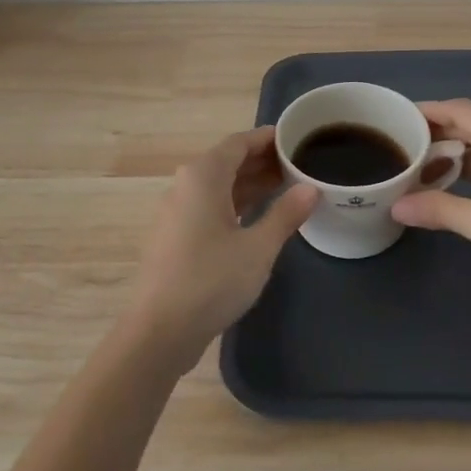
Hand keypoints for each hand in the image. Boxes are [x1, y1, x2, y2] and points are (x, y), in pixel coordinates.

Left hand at [124, 128, 317, 369]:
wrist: (159, 332)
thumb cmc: (211, 280)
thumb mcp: (258, 247)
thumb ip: (286, 214)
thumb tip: (311, 188)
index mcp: (203, 176)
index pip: (240, 142)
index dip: (269, 138)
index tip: (298, 138)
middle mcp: (187, 186)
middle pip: (229, 162)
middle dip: (264, 161)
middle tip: (301, 164)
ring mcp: (178, 212)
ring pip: (220, 186)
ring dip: (252, 184)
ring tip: (289, 187)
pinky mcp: (177, 237)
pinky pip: (211, 206)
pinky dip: (237, 204)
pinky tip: (260, 217)